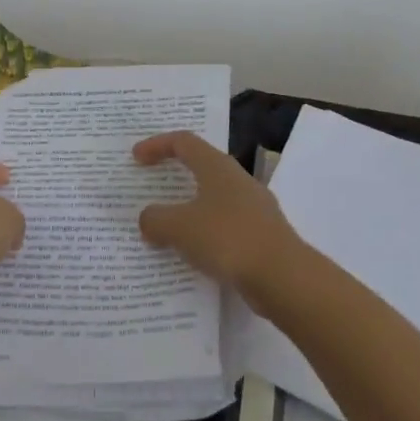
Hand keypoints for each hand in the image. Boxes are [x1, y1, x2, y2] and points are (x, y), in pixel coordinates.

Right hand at [135, 132, 301, 302]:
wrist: (284, 278)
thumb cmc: (228, 239)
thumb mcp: (179, 227)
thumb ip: (156, 219)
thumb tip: (148, 219)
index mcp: (218, 167)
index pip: (184, 142)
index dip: (157, 144)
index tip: (135, 157)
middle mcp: (238, 180)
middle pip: (201, 167)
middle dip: (174, 176)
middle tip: (151, 187)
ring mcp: (254, 208)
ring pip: (213, 199)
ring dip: (189, 209)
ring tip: (167, 227)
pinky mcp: (262, 235)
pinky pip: (225, 226)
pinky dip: (205, 234)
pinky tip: (193, 254)